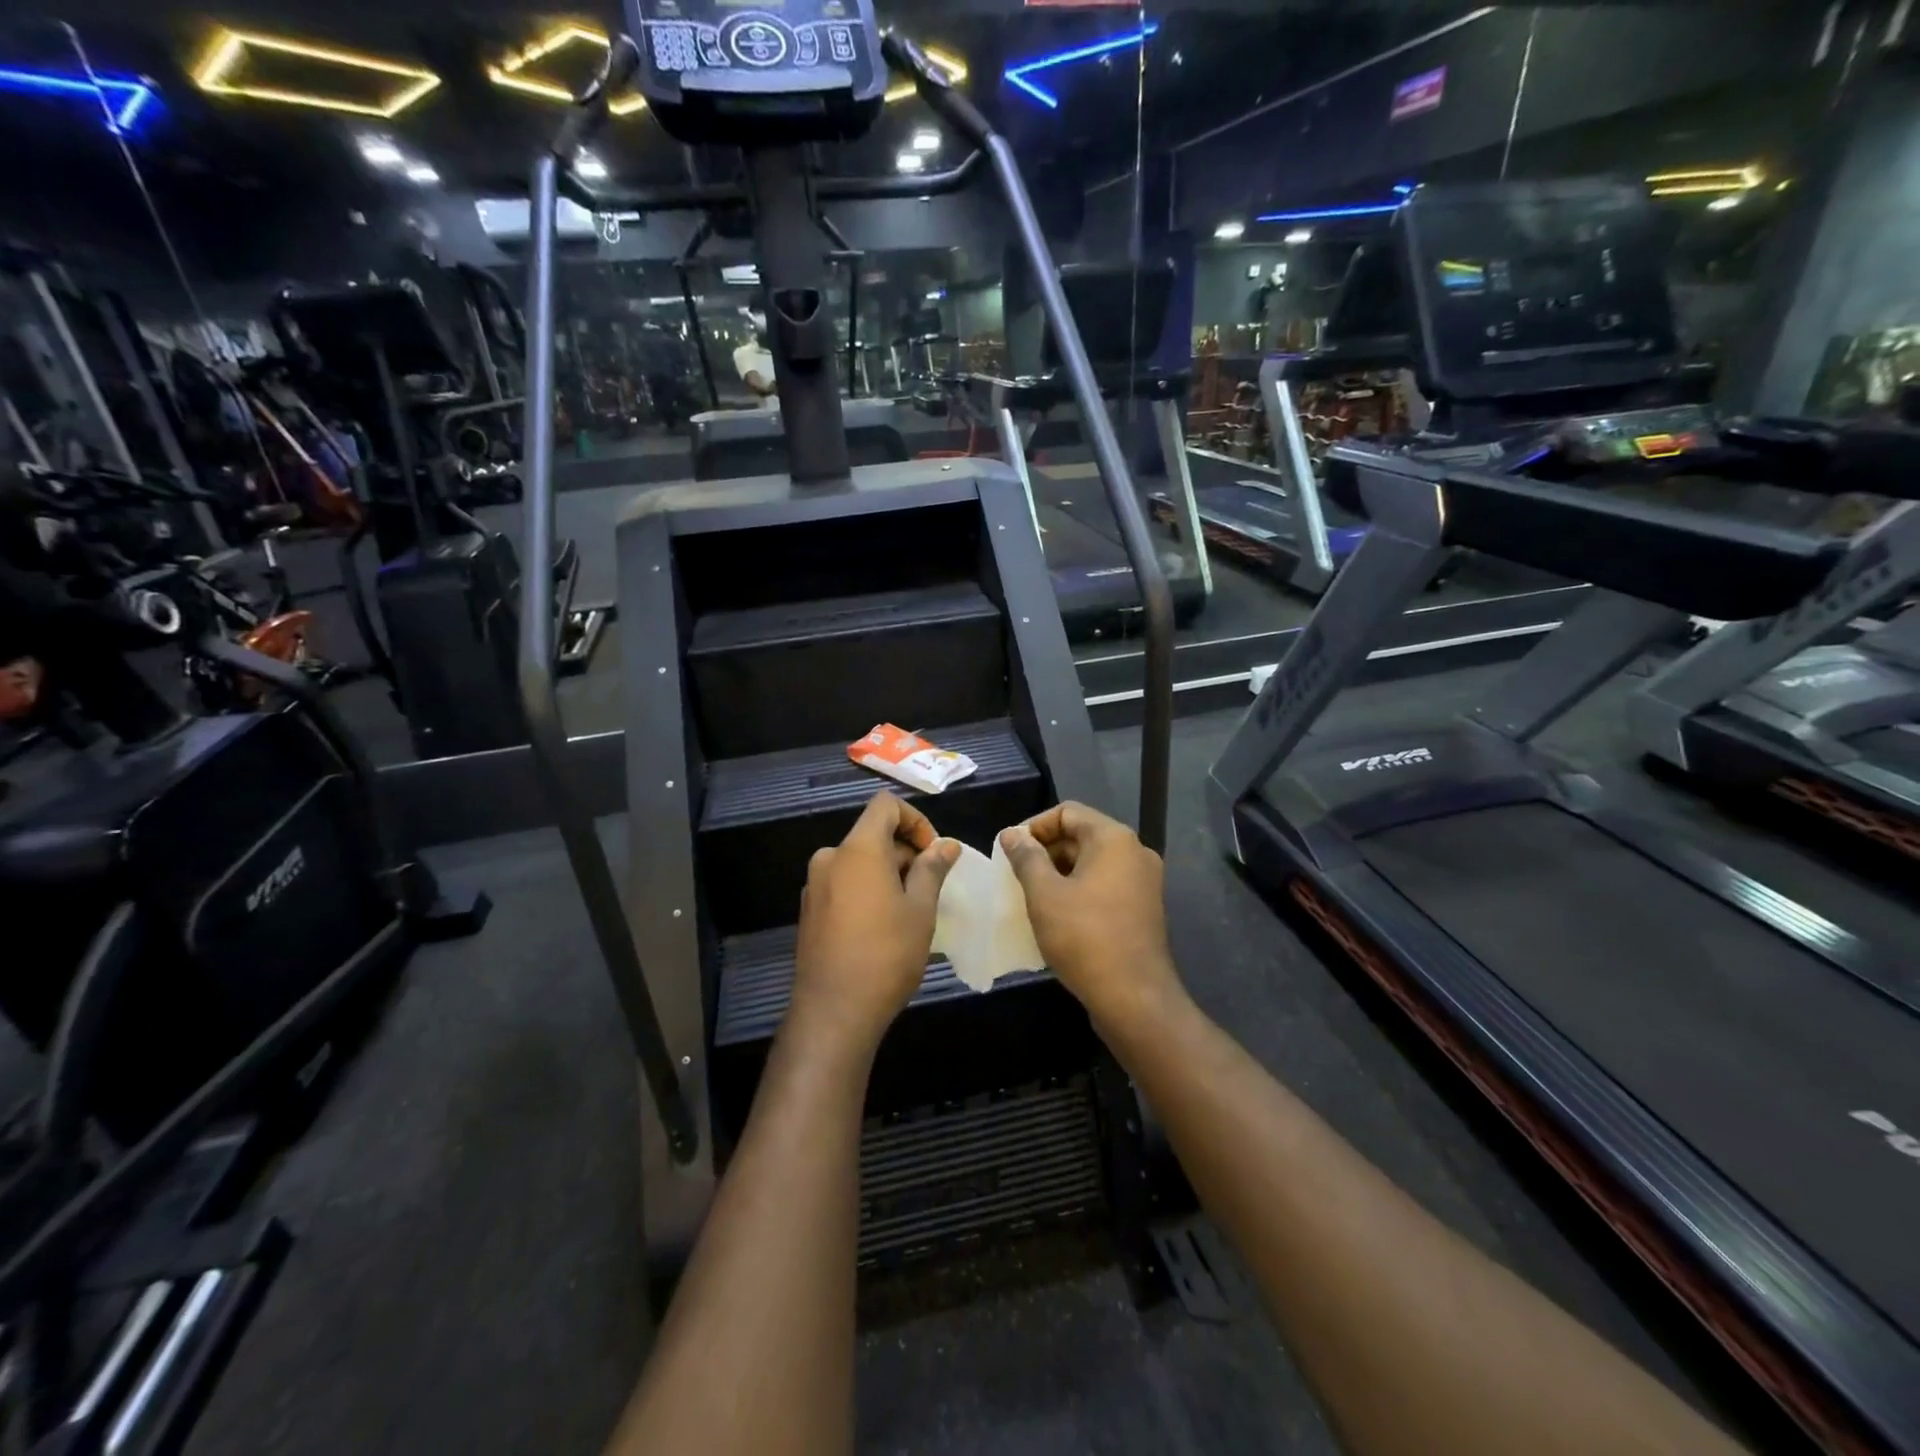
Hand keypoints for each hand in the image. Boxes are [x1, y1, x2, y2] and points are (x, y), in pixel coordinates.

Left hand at [791, 791, 959, 1057]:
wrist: (834, 1012)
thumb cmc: (886, 955)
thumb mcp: (920, 910)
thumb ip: (932, 870)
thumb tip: (947, 845)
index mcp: (858, 849)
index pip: (885, 805)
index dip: (915, 819)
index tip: (933, 852)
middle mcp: (830, 858)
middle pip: (873, 835)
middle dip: (905, 852)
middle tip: (930, 888)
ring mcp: (815, 885)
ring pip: (859, 862)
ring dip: (888, 873)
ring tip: (911, 911)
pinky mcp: (810, 910)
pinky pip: (844, 884)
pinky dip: (867, 890)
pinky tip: (883, 927)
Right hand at [1000, 802, 1181, 1030]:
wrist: (1134, 999)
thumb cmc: (1085, 938)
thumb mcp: (1044, 894)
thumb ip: (1026, 858)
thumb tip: (1012, 834)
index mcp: (1114, 839)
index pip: (1067, 812)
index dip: (1034, 826)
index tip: (1009, 850)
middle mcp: (1135, 853)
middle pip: (1081, 835)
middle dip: (1045, 850)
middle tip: (1014, 874)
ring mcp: (1143, 882)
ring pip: (1092, 862)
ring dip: (1059, 872)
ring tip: (1030, 895)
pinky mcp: (1142, 909)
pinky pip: (1104, 885)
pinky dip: (1078, 890)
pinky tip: (1055, 914)